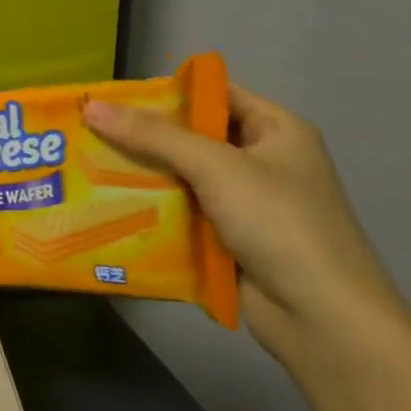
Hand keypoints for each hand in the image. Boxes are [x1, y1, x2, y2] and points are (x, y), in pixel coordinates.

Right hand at [83, 84, 410, 358]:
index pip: (214, 95)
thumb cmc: (279, 223)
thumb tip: (93, 107)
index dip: (166, 93)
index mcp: (276, 130)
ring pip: (183, 179)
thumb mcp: (215, 167)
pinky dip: (153, 212)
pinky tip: (111, 209)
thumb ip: (154, 136)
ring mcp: (247, 204)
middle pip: (193, 138)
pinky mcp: (230, 241)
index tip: (112, 99)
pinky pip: (183, 215)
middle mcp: (263, 161)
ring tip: (88, 168)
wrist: (322, 317)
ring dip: (143, 177)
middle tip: (88, 134)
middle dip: (143, 138)